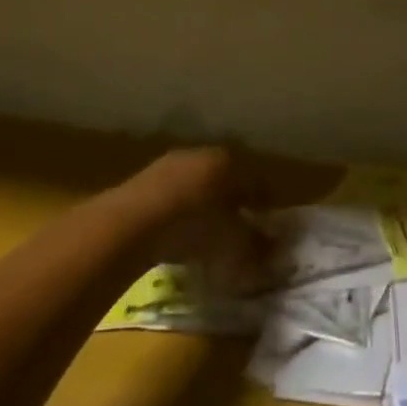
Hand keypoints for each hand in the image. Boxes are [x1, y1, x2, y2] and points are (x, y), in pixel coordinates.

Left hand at [122, 147, 274, 297]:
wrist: (131, 225)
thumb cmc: (194, 227)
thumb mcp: (233, 243)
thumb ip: (257, 246)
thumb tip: (275, 251)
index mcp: (231, 162)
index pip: (256, 183)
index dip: (264, 206)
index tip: (267, 226)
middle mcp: (203, 154)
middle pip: (226, 180)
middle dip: (233, 203)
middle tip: (237, 230)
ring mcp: (169, 164)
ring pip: (197, 185)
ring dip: (203, 207)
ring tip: (205, 236)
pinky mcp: (142, 180)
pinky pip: (171, 197)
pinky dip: (178, 213)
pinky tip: (175, 235)